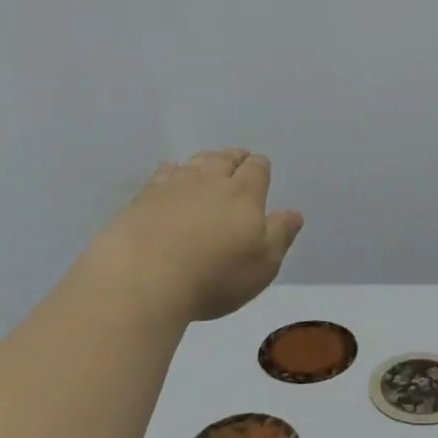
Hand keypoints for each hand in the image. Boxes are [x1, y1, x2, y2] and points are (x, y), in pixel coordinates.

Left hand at [87, 149, 303, 323]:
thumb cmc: (213, 276)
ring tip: (208, 164)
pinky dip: (173, 171)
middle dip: (234, 158)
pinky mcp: (144, 197)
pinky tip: (171, 176)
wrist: (143, 278)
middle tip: (237, 161)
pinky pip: (164, 172)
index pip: (257, 169)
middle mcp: (210, 180)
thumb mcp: (262, 265)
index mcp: (244, 194)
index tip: (260, 169)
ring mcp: (174, 185)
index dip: (260, 167)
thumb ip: (280, 234)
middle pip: (225, 158)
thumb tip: (294, 213)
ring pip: (196, 161)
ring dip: (206, 161)